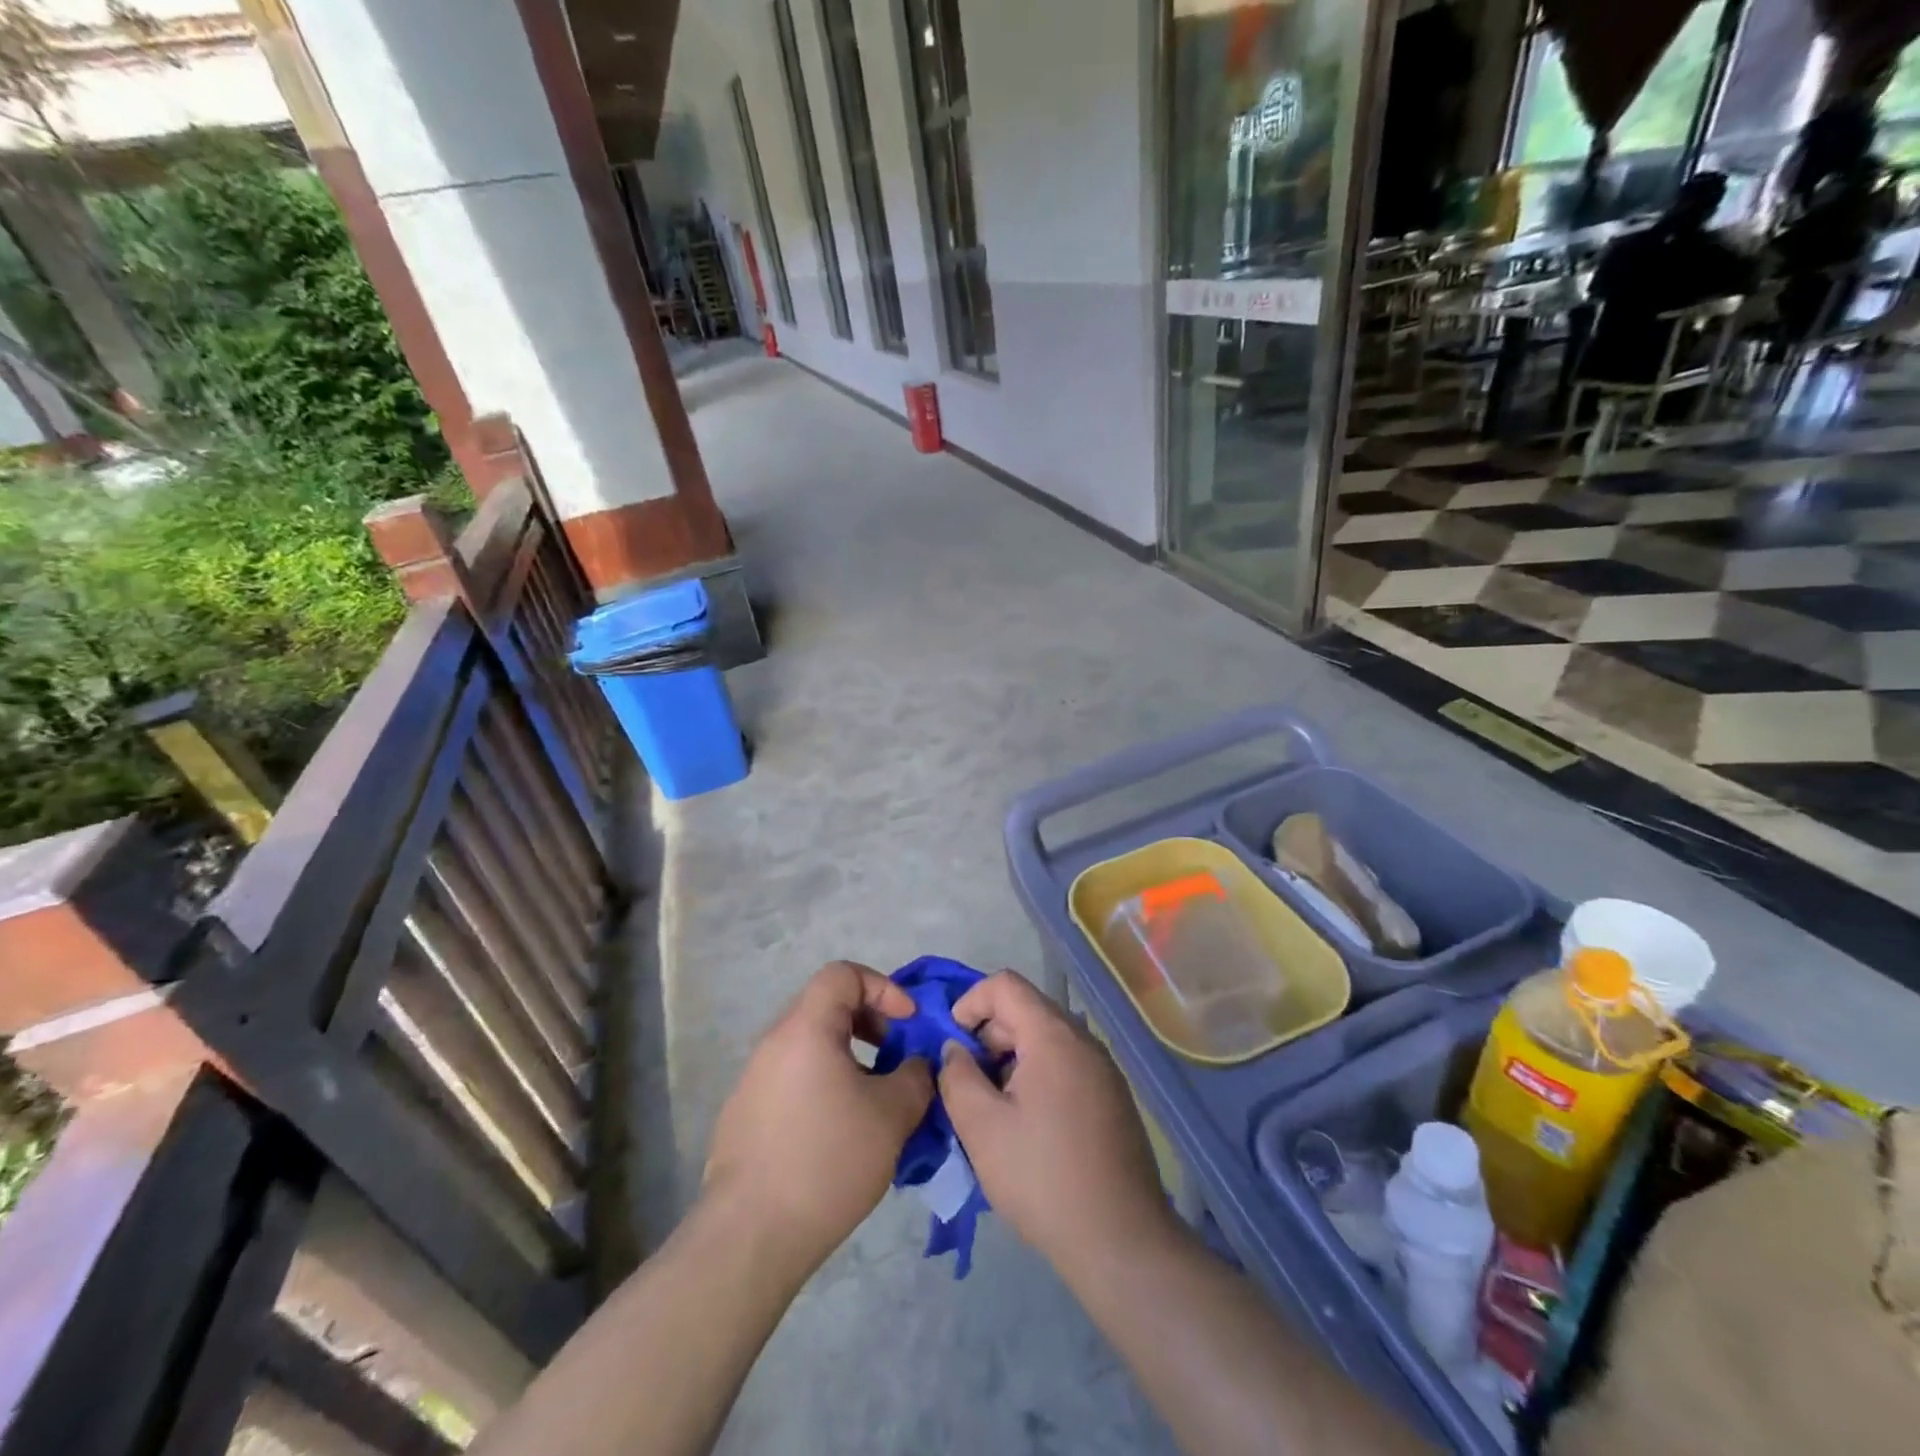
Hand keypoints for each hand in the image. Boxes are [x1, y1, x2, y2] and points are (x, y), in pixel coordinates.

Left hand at [703, 961, 932, 1279]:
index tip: (908, 1024)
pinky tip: (840, 1135)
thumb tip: (916, 1065)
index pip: (843, 974)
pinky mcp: (744, 1116)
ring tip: (875, 1102)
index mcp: (805, 1028)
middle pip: (826, 1007)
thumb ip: (915, 1076)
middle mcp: (773, 1043)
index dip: (883, 988)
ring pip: (811, 1047)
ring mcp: (753, 1081)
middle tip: (896, 1060)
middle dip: (870, 1025)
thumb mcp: (892, 1115)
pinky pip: (793, 1080)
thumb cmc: (827, 1160)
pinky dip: (824, 1086)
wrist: (750, 1237)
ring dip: (849, 1060)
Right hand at [938, 971, 1175, 1276]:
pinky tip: (1025, 1124)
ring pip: (1045, 1040)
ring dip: (1010, 1059)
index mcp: (1053, 1035)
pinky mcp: (1112, 1097)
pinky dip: (1036, 1076)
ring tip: (991, 1107)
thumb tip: (955, 1050)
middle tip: (966, 1082)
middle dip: (987, 1035)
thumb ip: (957, 1077)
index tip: (951, 1042)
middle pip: (1026, 1010)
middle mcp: (1083, 1040)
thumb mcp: (982, 1128)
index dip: (970, 1001)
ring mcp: (1103, 1069)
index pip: (1005, 984)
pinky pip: (1065, 1065)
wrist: (1120, 1240)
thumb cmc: (1042, 1177)